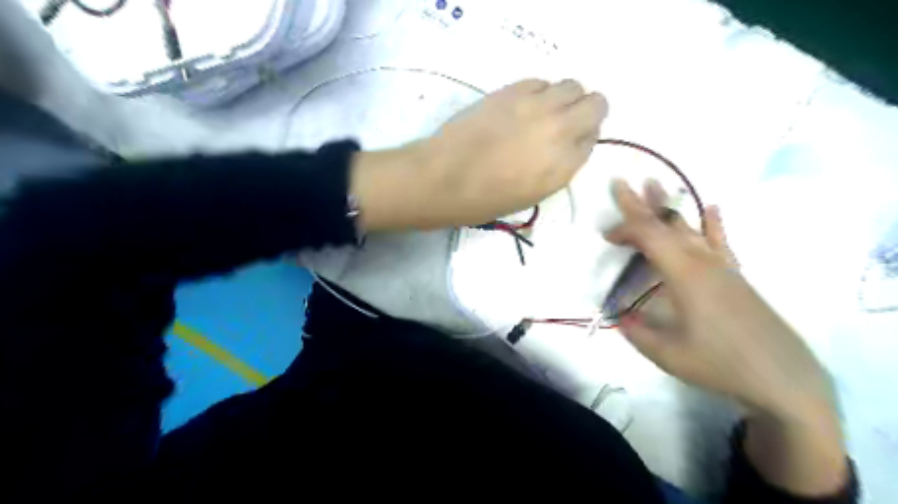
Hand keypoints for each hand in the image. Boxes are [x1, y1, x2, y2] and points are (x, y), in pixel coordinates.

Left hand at [350, 79, 609, 229]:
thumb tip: (564, 147)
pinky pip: (541, 81)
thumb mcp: (530, 196)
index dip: (582, 139)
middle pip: (595, 105)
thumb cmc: (482, 200)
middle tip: (564, 121)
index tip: (568, 142)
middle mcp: (559, 131)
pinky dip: (539, 91)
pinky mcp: (512, 91)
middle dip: (586, 112)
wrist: (443, 179)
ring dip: (565, 97)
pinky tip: (521, 106)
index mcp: (563, 168)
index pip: (592, 140)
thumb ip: (556, 170)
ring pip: (572, 85)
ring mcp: (537, 107)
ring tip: (542, 112)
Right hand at [603, 178, 834, 423]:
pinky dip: (713, 223)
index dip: (625, 229)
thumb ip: (638, 332)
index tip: (606, 236)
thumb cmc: (720, 363)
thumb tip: (621, 317)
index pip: (649, 237)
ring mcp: (722, 266)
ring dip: (669, 206)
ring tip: (655, 184)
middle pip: (666, 223)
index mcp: (683, 274)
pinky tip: (711, 208)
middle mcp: (702, 261)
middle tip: (620, 182)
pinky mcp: (735, 275)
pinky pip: (720, 241)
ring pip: (690, 226)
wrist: (782, 376)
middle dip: (640, 203)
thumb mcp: (668, 354)